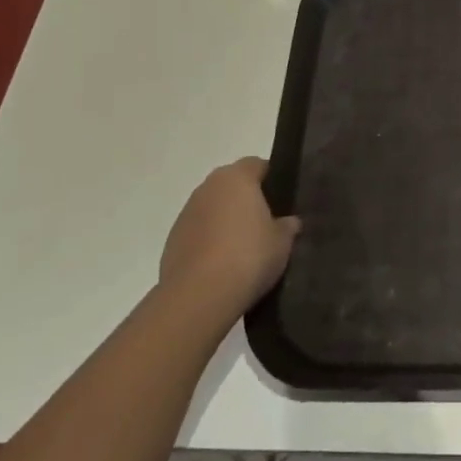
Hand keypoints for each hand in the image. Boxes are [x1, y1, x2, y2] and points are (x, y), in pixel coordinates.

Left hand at [158, 158, 300, 330]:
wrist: (198, 296)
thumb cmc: (249, 256)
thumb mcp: (282, 241)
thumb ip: (287, 226)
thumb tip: (289, 222)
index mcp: (236, 178)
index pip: (257, 164)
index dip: (272, 178)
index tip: (283, 199)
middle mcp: (207, 188)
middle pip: (231, 185)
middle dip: (247, 200)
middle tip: (266, 224)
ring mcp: (186, 214)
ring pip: (212, 209)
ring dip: (225, 221)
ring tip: (243, 249)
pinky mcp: (172, 241)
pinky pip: (198, 233)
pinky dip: (209, 242)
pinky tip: (222, 266)